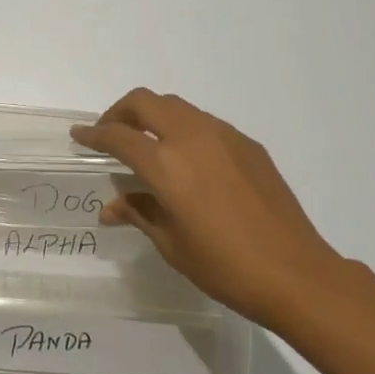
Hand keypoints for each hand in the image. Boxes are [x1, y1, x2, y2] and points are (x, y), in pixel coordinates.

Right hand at [72, 89, 346, 328]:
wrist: (294, 272)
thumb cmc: (224, 266)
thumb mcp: (171, 244)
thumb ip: (139, 213)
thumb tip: (111, 206)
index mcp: (166, 164)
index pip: (118, 136)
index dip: (94, 134)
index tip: (80, 136)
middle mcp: (191, 137)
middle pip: (145, 101)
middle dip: (120, 112)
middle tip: (111, 134)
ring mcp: (223, 135)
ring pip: (177, 106)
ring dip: (154, 116)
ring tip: (148, 144)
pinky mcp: (247, 144)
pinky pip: (205, 123)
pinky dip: (184, 129)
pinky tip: (189, 161)